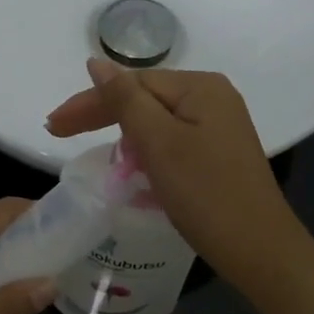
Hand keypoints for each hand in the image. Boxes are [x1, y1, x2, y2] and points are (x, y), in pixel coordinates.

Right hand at [46, 58, 306, 290]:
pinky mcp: (218, 153)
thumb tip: (97, 62)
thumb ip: (125, 100)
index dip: (90, 102)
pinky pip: (170, 141)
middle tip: (57, 132)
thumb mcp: (159, 143)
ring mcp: (218, 126)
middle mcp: (212, 98)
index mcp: (200, 87)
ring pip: (156, 121)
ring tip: (88, 146)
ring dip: (121, 133)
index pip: (131, 84)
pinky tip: (128, 164)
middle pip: (144, 99)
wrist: (260, 251)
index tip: (53, 125)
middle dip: (101, 115)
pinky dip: (145, 151)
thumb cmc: (206, 194)